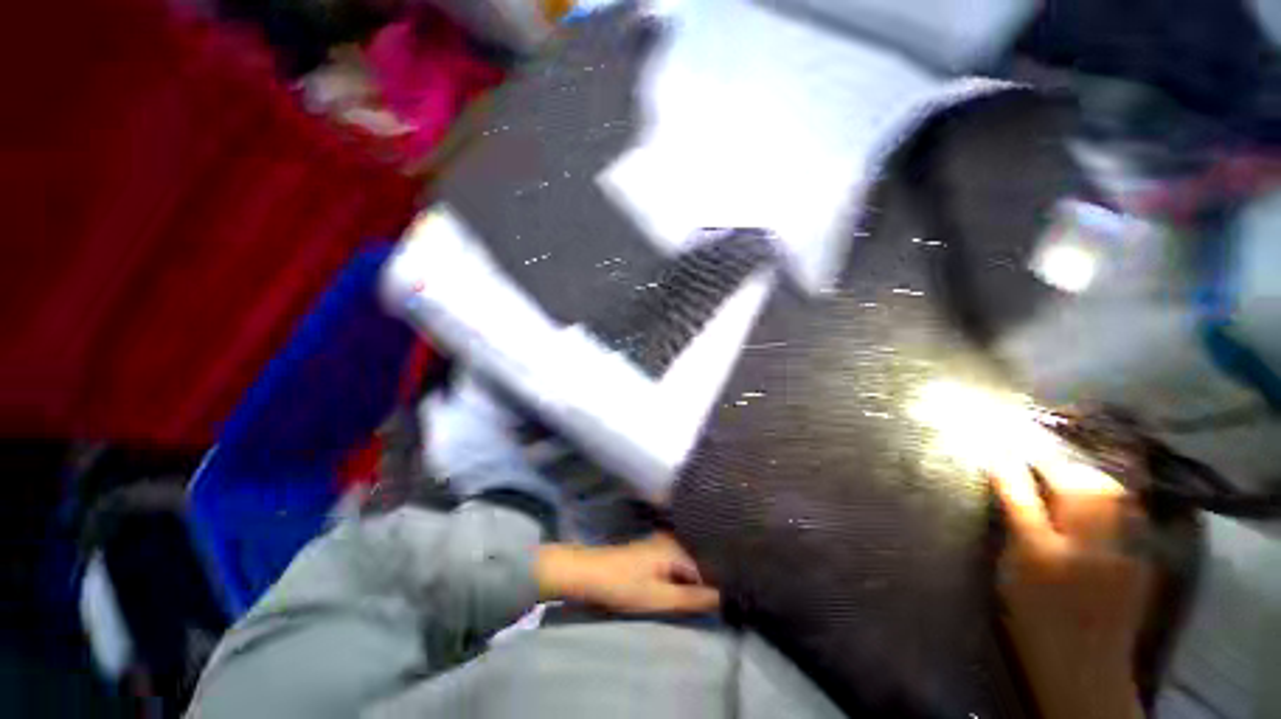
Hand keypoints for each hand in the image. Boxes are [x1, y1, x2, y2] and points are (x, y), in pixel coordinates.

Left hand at [535, 533, 719, 613]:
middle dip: (708, 580)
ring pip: (688, 562)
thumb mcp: (659, 598)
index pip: (708, 566)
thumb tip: (724, 597)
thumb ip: (692, 598)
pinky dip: (682, 575)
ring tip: (704, 597)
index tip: (727, 601)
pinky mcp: (653, 551)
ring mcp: (662, 543)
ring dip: (694, 579)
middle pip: (699, 561)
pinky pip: (677, 562)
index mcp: (677, 547)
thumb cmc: (624, 585)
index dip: (718, 584)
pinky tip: (684, 588)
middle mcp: (672, 540)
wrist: (589, 572)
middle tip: (718, 601)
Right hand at [991, 456, 1152, 718]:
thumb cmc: (1031, 622)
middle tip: (1034, 456)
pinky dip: (1111, 494)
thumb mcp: (1007, 576)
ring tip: (1067, 469)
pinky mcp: (1140, 559)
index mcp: (1040, 556)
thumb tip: (1007, 493)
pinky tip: (1099, 493)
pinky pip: (1129, 511)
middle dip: (1052, 463)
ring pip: (1110, 493)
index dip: (1008, 469)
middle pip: (1075, 488)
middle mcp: (1084, 550)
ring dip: (1085, 474)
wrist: (1085, 667)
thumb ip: (1011, 532)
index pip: (1021, 497)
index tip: (997, 450)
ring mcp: (1119, 554)